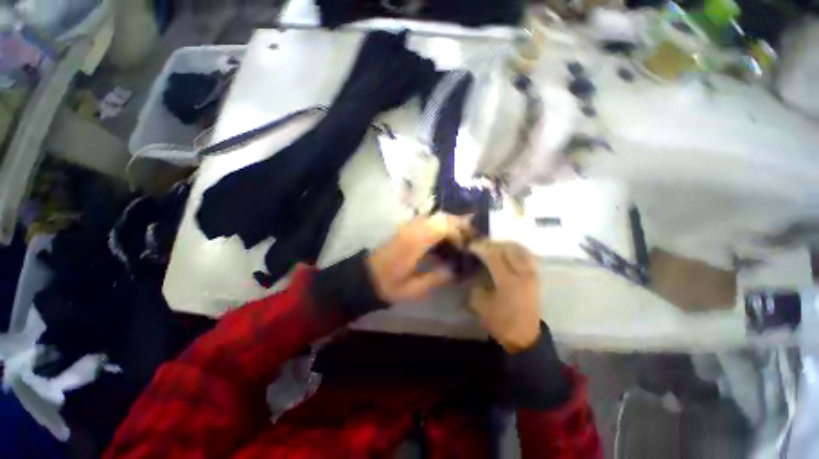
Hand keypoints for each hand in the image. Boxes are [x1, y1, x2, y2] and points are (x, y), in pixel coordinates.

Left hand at [367, 214, 469, 303]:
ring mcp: (408, 226)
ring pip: (435, 217)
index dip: (459, 234)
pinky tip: (445, 243)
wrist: (367, 277)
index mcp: (415, 241)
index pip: (443, 225)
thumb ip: (437, 278)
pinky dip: (441, 228)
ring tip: (460, 242)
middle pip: (442, 216)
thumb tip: (456, 270)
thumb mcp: (413, 289)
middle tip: (470, 241)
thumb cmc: (389, 285)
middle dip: (459, 225)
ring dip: (450, 225)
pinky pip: (429, 222)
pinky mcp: (407, 229)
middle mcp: (412, 228)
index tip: (466, 248)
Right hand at [468, 241, 540, 353]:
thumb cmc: (502, 323)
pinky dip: (517, 250)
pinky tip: (508, 252)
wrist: (525, 338)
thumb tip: (475, 277)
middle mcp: (523, 274)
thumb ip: (476, 288)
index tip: (470, 246)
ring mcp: (532, 275)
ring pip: (520, 250)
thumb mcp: (481, 306)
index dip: (481, 248)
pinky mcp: (536, 278)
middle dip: (493, 244)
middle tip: (481, 245)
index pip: (494, 256)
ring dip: (505, 245)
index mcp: (509, 281)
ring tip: (493, 246)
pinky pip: (528, 256)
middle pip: (509, 249)